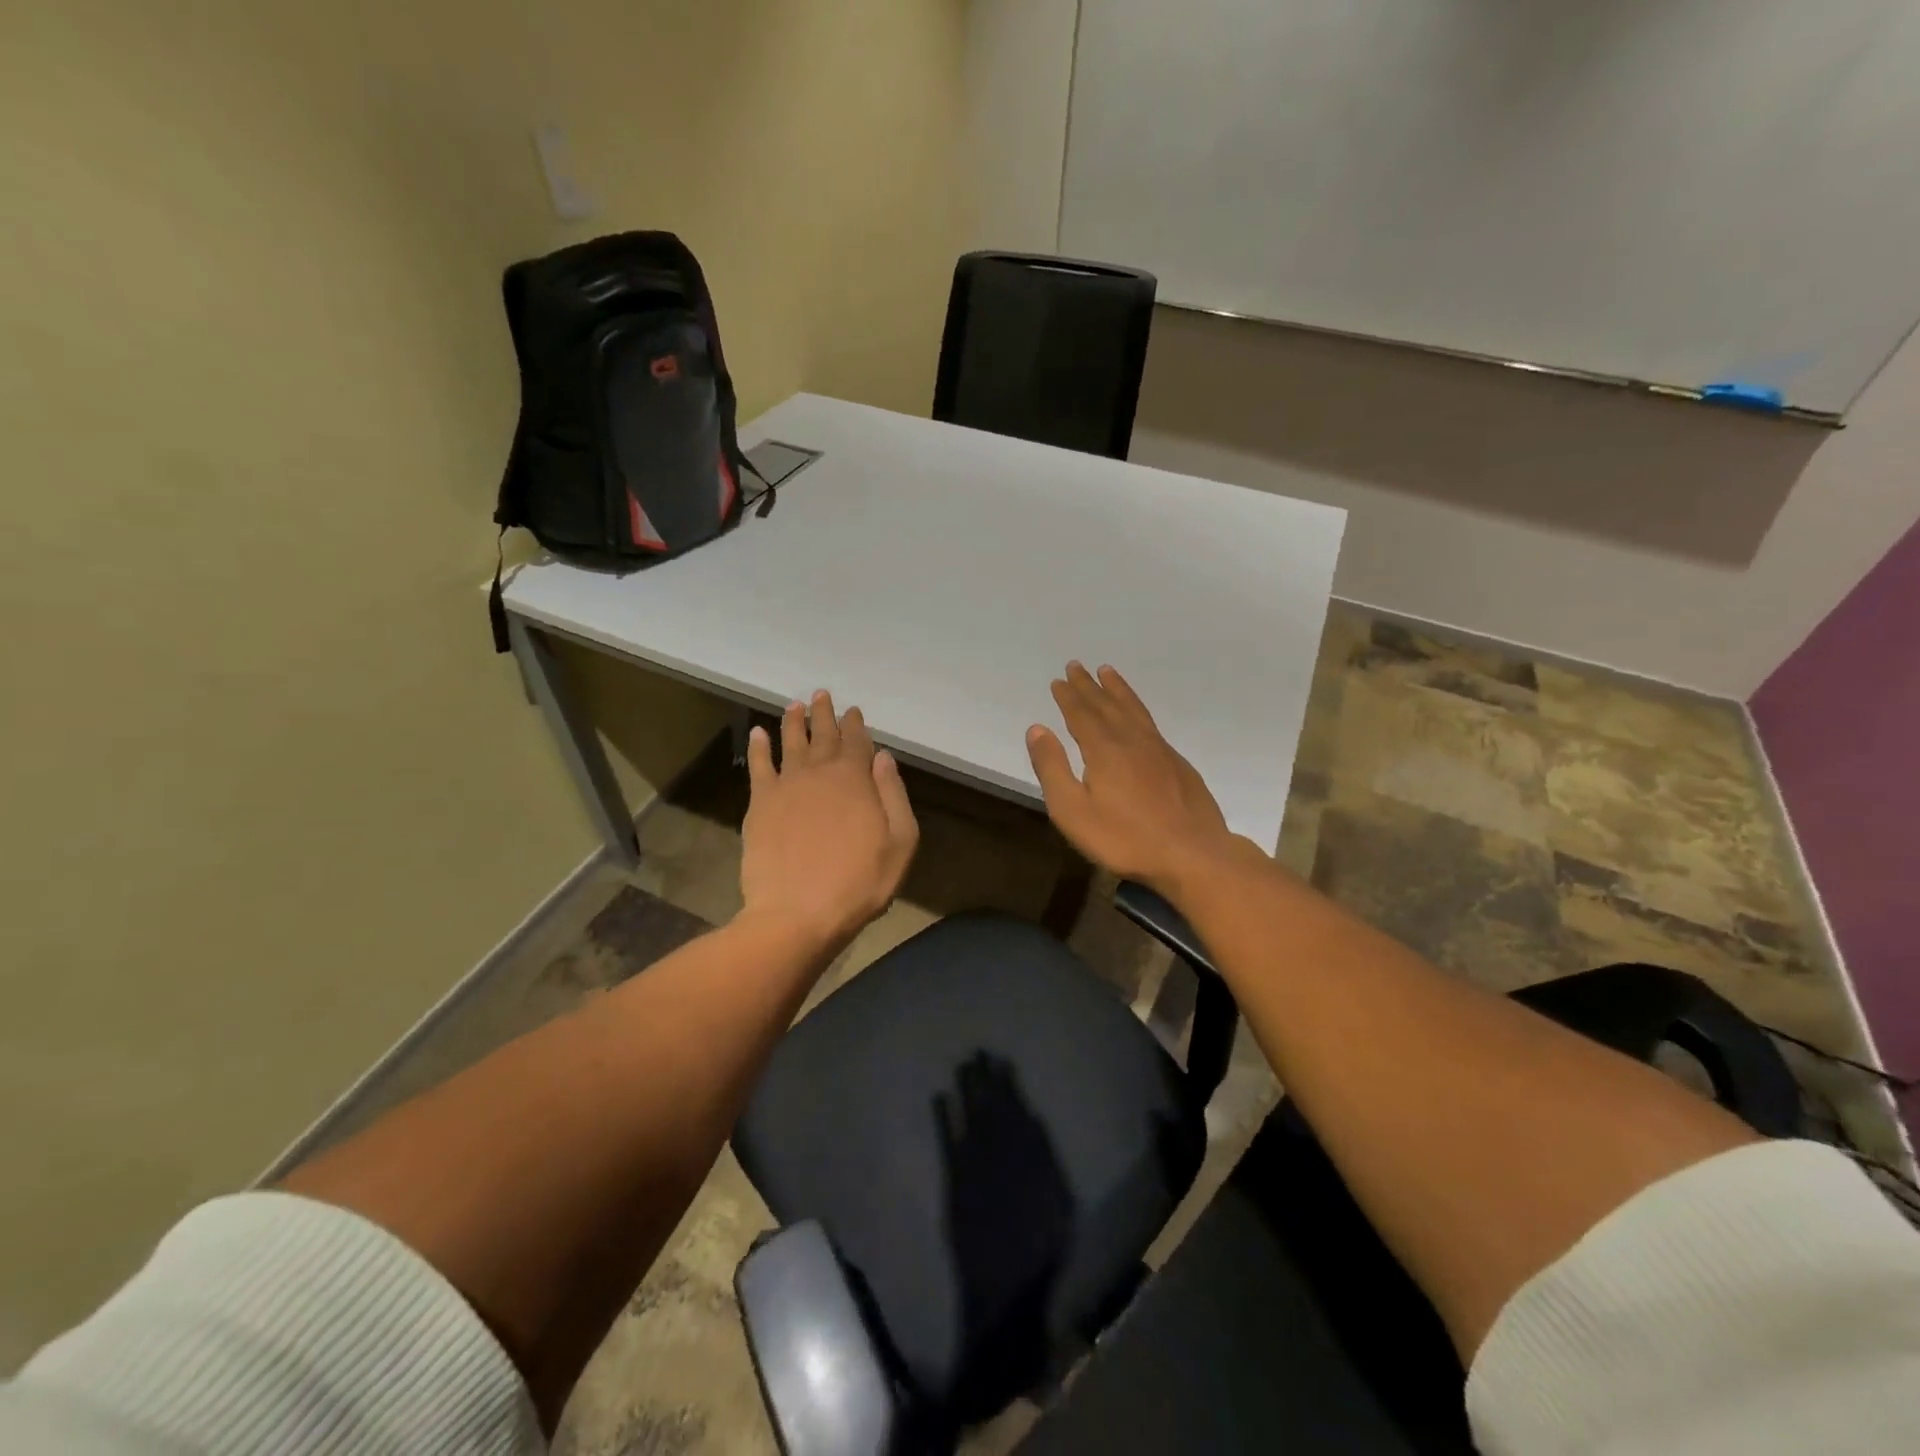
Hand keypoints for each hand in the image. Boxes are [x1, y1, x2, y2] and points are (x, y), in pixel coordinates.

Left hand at [740, 690, 918, 949]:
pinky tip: (757, 734)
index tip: (853, 710)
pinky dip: (758, 747)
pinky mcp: (760, 804)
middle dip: (825, 713)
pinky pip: (759, 766)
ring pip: (790, 742)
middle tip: (822, 694)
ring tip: (794, 704)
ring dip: (793, 721)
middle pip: (823, 735)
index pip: (857, 742)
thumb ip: (894, 795)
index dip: (855, 724)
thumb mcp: (900, 843)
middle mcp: (820, 772)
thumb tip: (883, 757)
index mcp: (856, 779)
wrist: (798, 912)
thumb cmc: (858, 882)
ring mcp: (787, 785)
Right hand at [1026, 662, 1242, 895]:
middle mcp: (1131, 740)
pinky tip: (1137, 715)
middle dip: (1089, 685)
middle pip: (1106, 705)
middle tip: (1077, 666)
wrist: (1192, 854)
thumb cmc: (1125, 838)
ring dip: (1118, 689)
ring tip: (1108, 672)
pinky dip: (1138, 707)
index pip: (1081, 714)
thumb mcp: (1073, 811)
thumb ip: (1053, 768)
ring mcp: (1159, 750)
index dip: (1068, 697)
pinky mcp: (1177, 764)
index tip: (1059, 680)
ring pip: (1133, 709)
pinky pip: (1151, 722)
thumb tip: (1036, 729)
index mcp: (1103, 749)